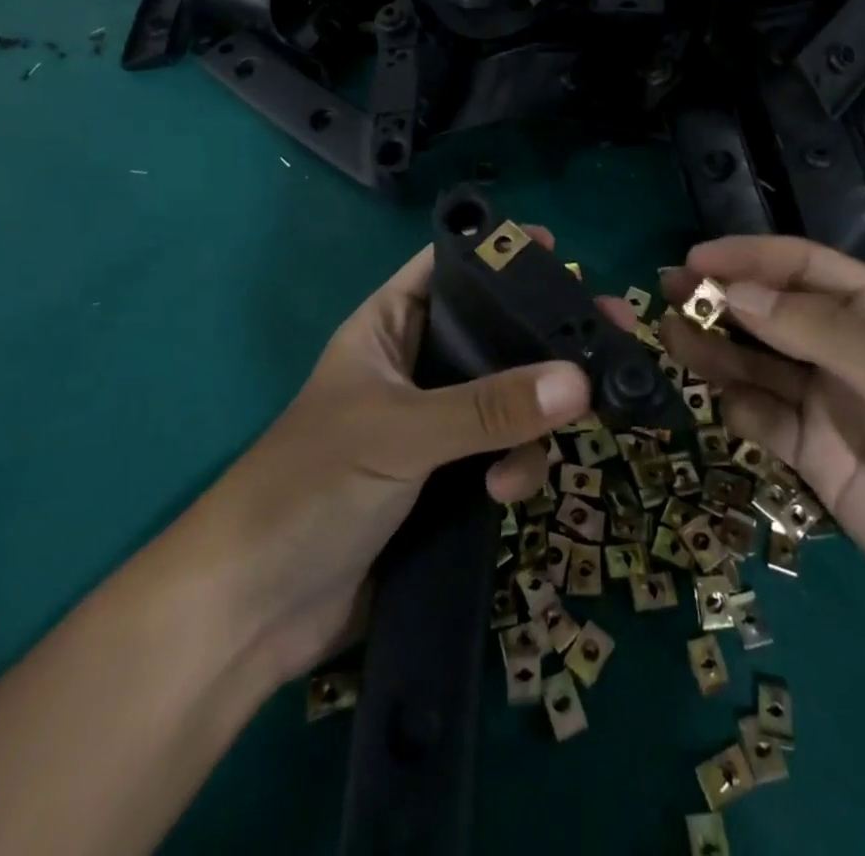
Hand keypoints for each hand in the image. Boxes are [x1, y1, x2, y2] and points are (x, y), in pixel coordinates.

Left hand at [193, 232, 591, 684]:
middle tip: (611, 332)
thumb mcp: (401, 433)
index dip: (495, 254)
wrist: (253, 614)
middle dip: (544, 339)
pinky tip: (505, 494)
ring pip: (508, 398)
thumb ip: (488, 408)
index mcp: (387, 328)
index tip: (555, 249)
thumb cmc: (310, 488)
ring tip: (545, 447)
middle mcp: (415, 368)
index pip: (447, 270)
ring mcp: (433, 427)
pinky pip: (502, 454)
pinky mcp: (446, 482)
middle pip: (493, 335)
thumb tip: (579, 380)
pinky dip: (516, 466)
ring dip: (533, 418)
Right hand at [652, 236, 864, 664]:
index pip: (804, 268)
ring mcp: (833, 406)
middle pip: (773, 313)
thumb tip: (732, 291)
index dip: (748, 258)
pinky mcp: (818, 458)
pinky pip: (765, 419)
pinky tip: (721, 403)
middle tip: (663, 293)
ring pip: (759, 364)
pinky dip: (738, 407)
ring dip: (716, 349)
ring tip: (669, 337)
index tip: (693, 260)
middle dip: (721, 299)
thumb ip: (816, 331)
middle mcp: (852, 351)